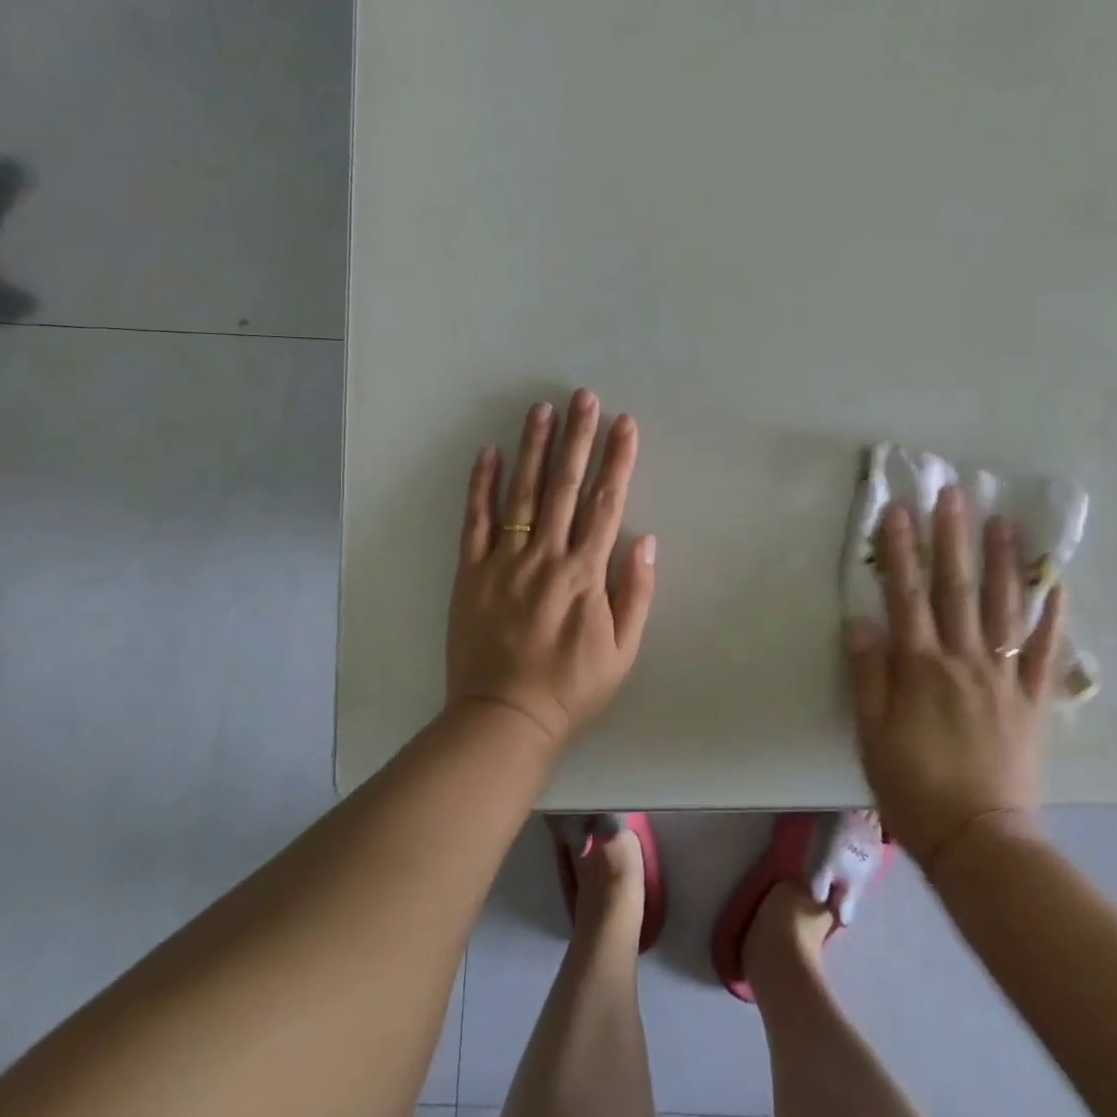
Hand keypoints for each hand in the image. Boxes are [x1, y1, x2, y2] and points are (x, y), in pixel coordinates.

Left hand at [446, 390, 657, 748]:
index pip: (606, 503)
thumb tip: (646, 540)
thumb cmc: (572, 687)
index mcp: (585, 573)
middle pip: (565, 485)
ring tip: (541, 409)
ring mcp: (504, 561)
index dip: (617, 459)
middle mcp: (545, 556)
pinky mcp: (471, 572)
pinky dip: (481, 485)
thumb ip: (635, 594)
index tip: (624, 423)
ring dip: (533, 448)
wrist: (505, 719)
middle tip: (582, 397)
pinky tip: (488, 452)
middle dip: (577, 437)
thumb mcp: (622, 651)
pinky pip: (475, 521)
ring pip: (522, 492)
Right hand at [846, 487, 1066, 871]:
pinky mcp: (1033, 701)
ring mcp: (1004, 678)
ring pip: (1003, 608)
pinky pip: (1046, 652)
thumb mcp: (870, 734)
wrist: (979, 841)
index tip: (899, 511)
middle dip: (952, 538)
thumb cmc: (913, 788)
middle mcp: (963, 660)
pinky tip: (1056, 584)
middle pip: (956, 589)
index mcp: (920, 668)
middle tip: (954, 494)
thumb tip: (859, 620)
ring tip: (1002, 521)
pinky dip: (1053, 617)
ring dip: (1002, 562)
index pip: (906, 595)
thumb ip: (867, 674)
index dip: (900, 552)